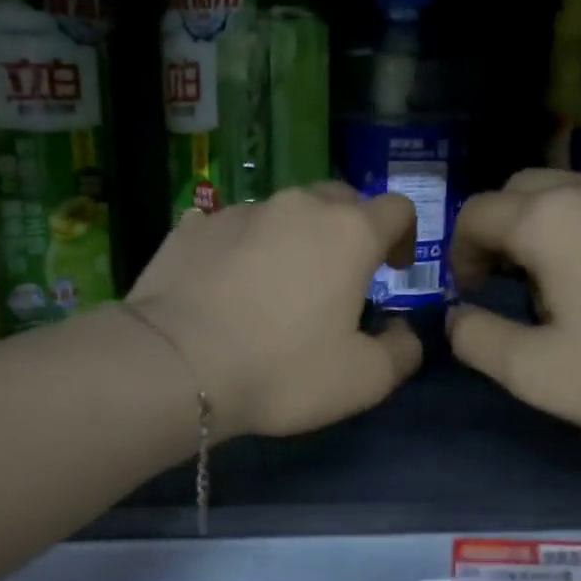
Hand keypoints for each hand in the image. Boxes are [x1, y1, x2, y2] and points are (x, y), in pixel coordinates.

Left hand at [127, 184, 423, 438]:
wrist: (176, 365)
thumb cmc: (282, 370)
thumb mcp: (364, 380)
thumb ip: (402, 351)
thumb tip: (404, 332)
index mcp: (349, 232)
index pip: (396, 208)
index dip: (404, 235)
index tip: (394, 269)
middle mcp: (297, 206)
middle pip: (339, 200)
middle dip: (350, 230)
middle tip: (339, 276)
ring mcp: (240, 211)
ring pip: (283, 213)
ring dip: (293, 239)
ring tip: (277, 286)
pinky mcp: (192, 227)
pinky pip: (232, 229)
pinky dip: (242, 249)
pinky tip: (227, 287)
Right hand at [447, 169, 580, 445]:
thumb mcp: (537, 374)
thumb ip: (476, 339)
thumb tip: (457, 315)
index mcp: (550, 220)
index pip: (476, 213)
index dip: (460, 253)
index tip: (473, 293)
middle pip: (521, 189)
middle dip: (502, 230)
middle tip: (511, 283)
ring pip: (574, 191)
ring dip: (550, 226)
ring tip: (569, 281)